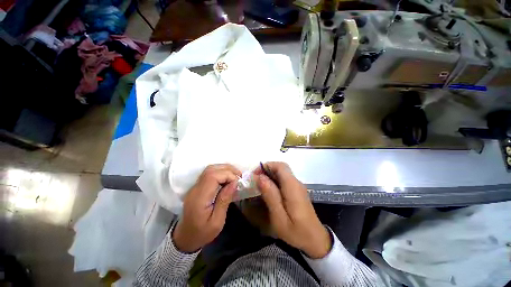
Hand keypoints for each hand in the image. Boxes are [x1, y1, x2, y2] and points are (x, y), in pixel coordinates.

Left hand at [173, 164, 240, 252]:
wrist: (185, 237)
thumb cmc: (202, 233)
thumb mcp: (217, 222)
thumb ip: (224, 200)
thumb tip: (234, 183)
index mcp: (199, 198)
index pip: (212, 177)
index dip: (227, 175)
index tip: (237, 182)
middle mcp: (195, 189)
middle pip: (211, 170)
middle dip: (228, 170)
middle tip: (239, 176)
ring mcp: (195, 186)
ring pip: (210, 169)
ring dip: (224, 169)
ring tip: (235, 176)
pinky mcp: (197, 186)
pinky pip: (209, 173)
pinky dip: (220, 172)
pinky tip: (227, 178)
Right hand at [254, 162, 330, 258]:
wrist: (315, 239)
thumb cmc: (296, 231)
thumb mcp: (279, 217)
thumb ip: (270, 195)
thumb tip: (260, 177)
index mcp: (292, 186)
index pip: (280, 166)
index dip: (266, 166)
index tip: (255, 175)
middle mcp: (296, 182)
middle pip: (280, 168)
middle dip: (266, 170)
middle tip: (255, 180)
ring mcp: (297, 186)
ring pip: (282, 173)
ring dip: (269, 175)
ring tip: (259, 186)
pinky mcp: (297, 190)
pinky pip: (284, 179)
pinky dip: (274, 181)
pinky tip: (269, 191)